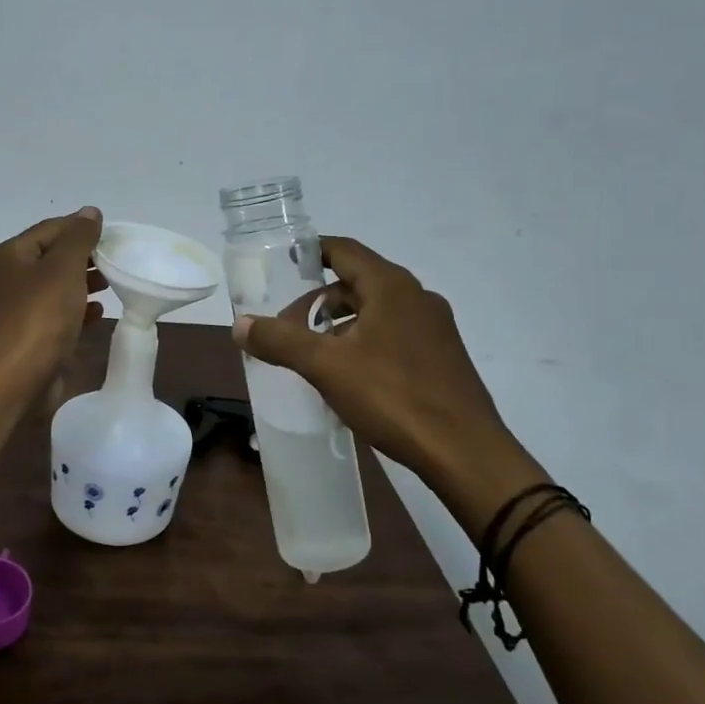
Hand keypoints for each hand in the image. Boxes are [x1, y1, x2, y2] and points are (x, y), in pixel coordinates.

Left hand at [0, 208, 105, 391]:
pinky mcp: (25, 336)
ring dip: (82, 283)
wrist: (18, 378)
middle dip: (83, 257)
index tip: (112, 236)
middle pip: (51, 257)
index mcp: (9, 255)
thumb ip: (79, 237)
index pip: (50, 228)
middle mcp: (6, 278)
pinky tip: (97, 313)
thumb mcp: (64, 267)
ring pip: (54, 286)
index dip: (81, 228)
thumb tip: (89, 212)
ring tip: (110, 284)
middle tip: (114, 261)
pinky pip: (54, 313)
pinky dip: (75, 309)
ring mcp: (14, 309)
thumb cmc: (41, 315)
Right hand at [233, 237, 538, 520]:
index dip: (311, 252)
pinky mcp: (442, 357)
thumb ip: (280, 341)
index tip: (282, 265)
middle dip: (318, 301)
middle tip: (288, 328)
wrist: (466, 453)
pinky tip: (349, 377)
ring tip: (314, 356)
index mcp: (391, 286)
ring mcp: (435, 328)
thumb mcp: (326, 367)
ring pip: (376, 312)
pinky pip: (393, 335)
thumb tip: (239, 324)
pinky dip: (364, 343)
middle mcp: (417, 297)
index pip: (344, 250)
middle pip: (357, 283)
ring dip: (341, 325)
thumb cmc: (394, 397)